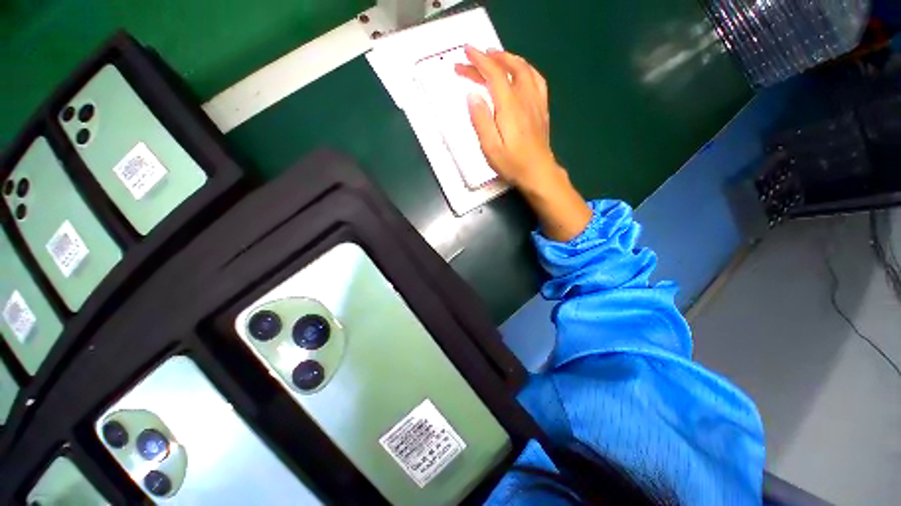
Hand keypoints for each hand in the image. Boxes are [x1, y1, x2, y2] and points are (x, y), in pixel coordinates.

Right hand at [454, 46, 556, 191]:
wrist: (538, 173)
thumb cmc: (512, 164)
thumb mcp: (490, 147)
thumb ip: (481, 120)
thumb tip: (472, 95)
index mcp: (509, 106)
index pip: (494, 74)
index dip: (479, 61)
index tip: (466, 51)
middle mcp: (525, 98)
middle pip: (509, 68)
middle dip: (490, 58)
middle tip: (474, 58)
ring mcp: (536, 102)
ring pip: (525, 69)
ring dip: (508, 58)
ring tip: (495, 57)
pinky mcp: (542, 109)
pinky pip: (537, 80)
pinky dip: (525, 69)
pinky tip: (520, 72)